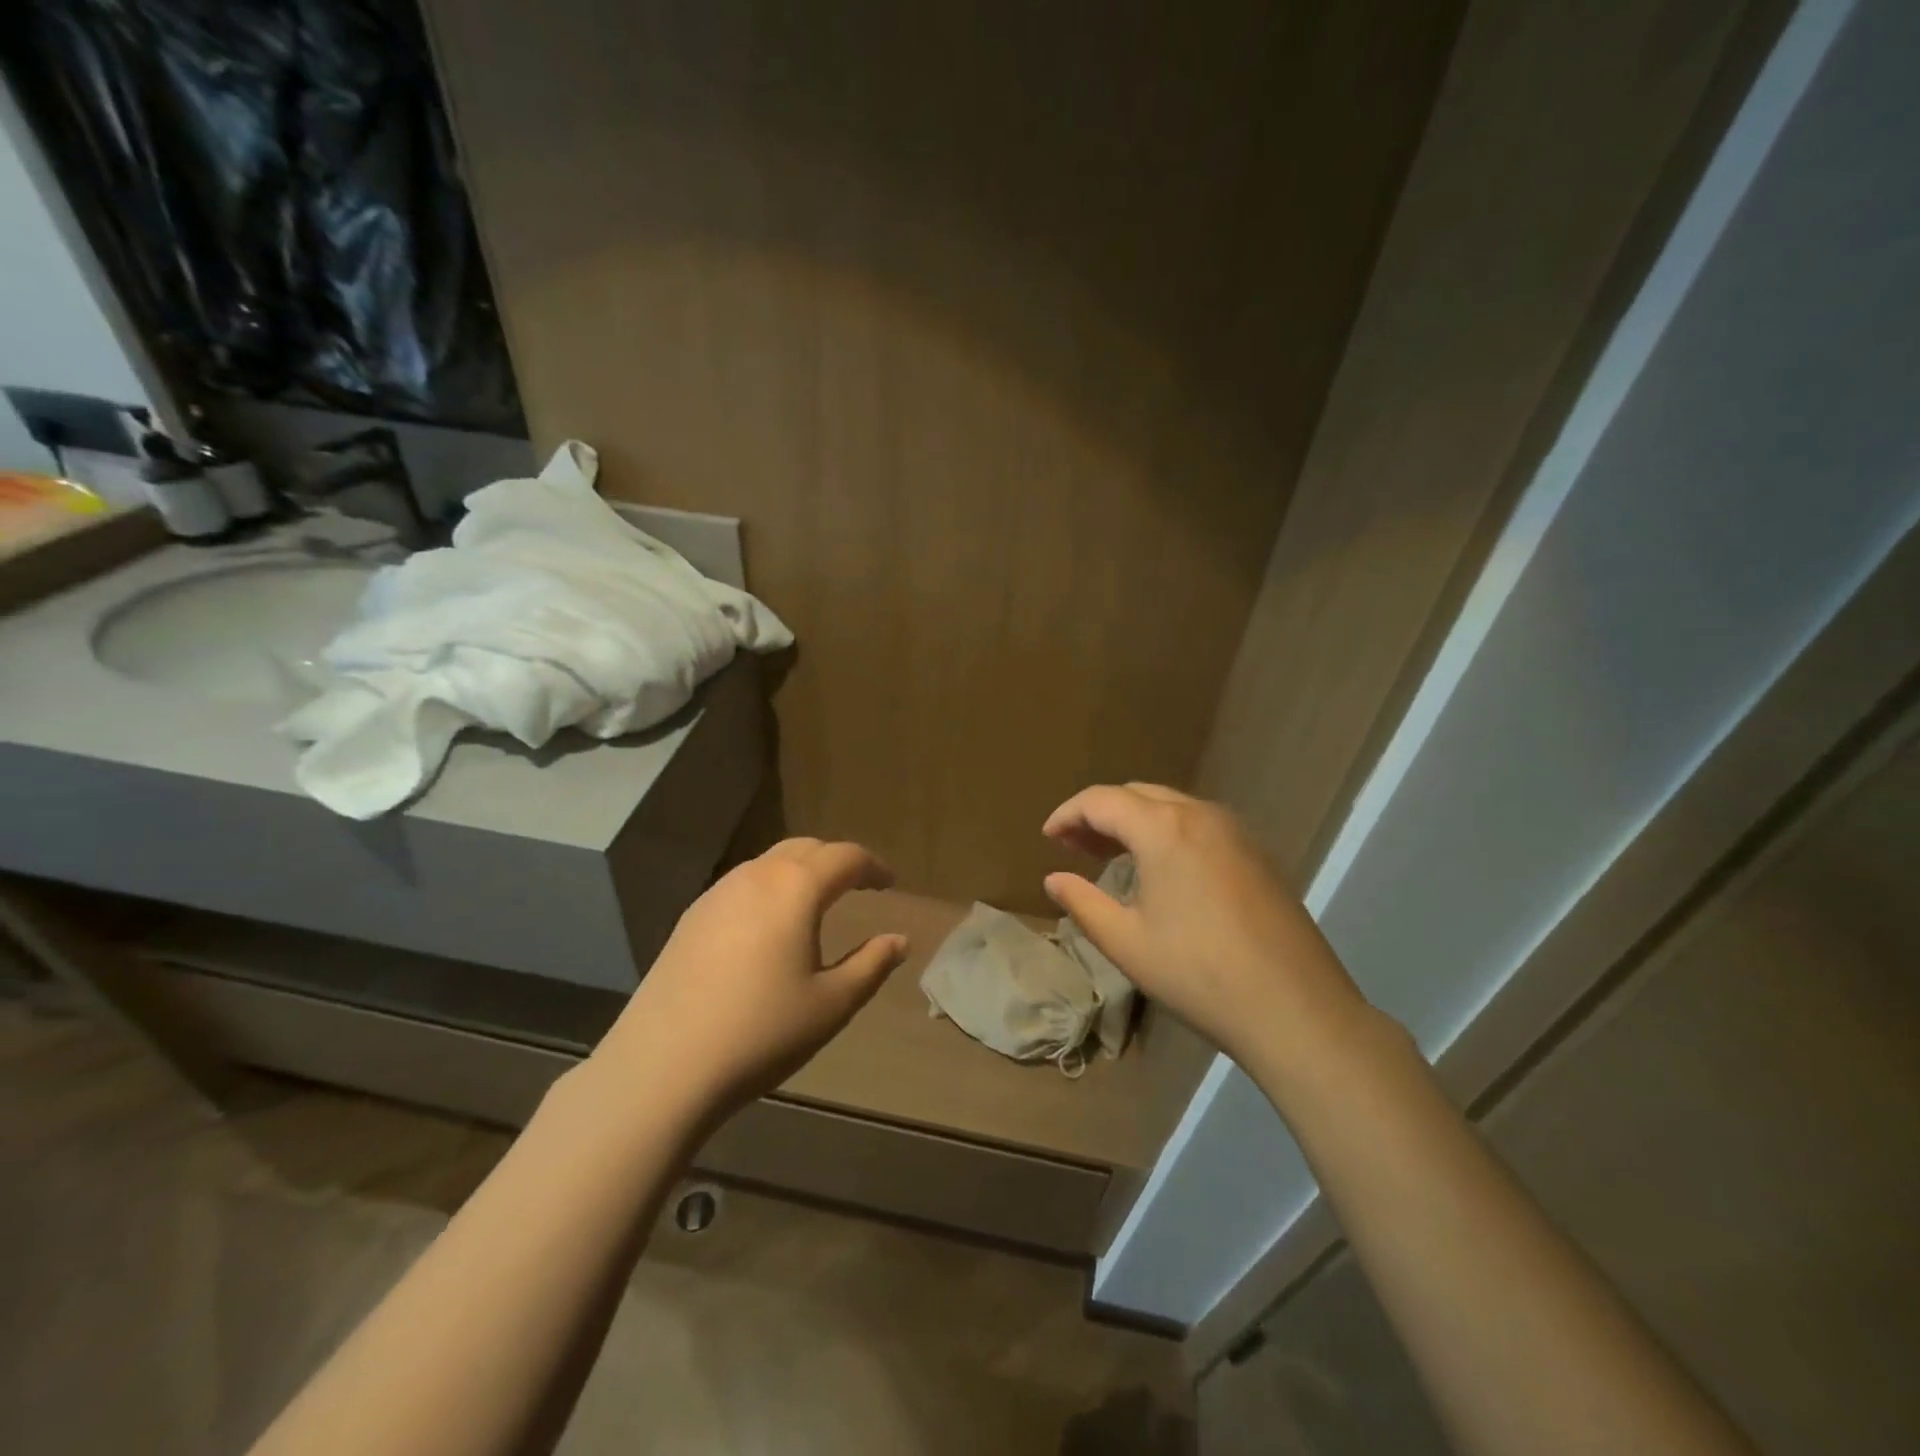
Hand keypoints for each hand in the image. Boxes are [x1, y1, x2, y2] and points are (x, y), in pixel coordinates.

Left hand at [594, 838, 908, 1124]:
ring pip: (769, 863)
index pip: (845, 857)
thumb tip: (899, 940)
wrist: (663, 1066)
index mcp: (796, 888)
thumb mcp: (832, 1004)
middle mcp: (757, 876)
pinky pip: (742, 884)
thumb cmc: (762, 1032)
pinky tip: (768, 926)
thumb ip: (871, 964)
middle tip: (857, 885)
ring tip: (816, 902)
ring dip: (800, 871)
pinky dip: (769, 888)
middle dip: (836, 861)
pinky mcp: (690, 917)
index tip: (889, 883)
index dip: (873, 866)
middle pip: (806, 849)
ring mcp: (717, 893)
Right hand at [1042, 783, 1373, 1077]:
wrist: (1295, 1008)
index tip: (1047, 838)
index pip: (1101, 800)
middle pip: (1136, 794)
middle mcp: (1200, 814)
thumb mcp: (1126, 942)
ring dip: (1134, 821)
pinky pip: (1198, 824)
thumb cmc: (1198, 974)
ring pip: (1170, 806)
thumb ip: (1082, 902)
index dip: (1067, 814)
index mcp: (1163, 828)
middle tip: (1075, 848)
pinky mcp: (1257, 852)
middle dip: (1099, 814)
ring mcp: (1235, 831)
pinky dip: (1167, 832)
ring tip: (1111, 856)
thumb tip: (1054, 880)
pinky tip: (1161, 870)